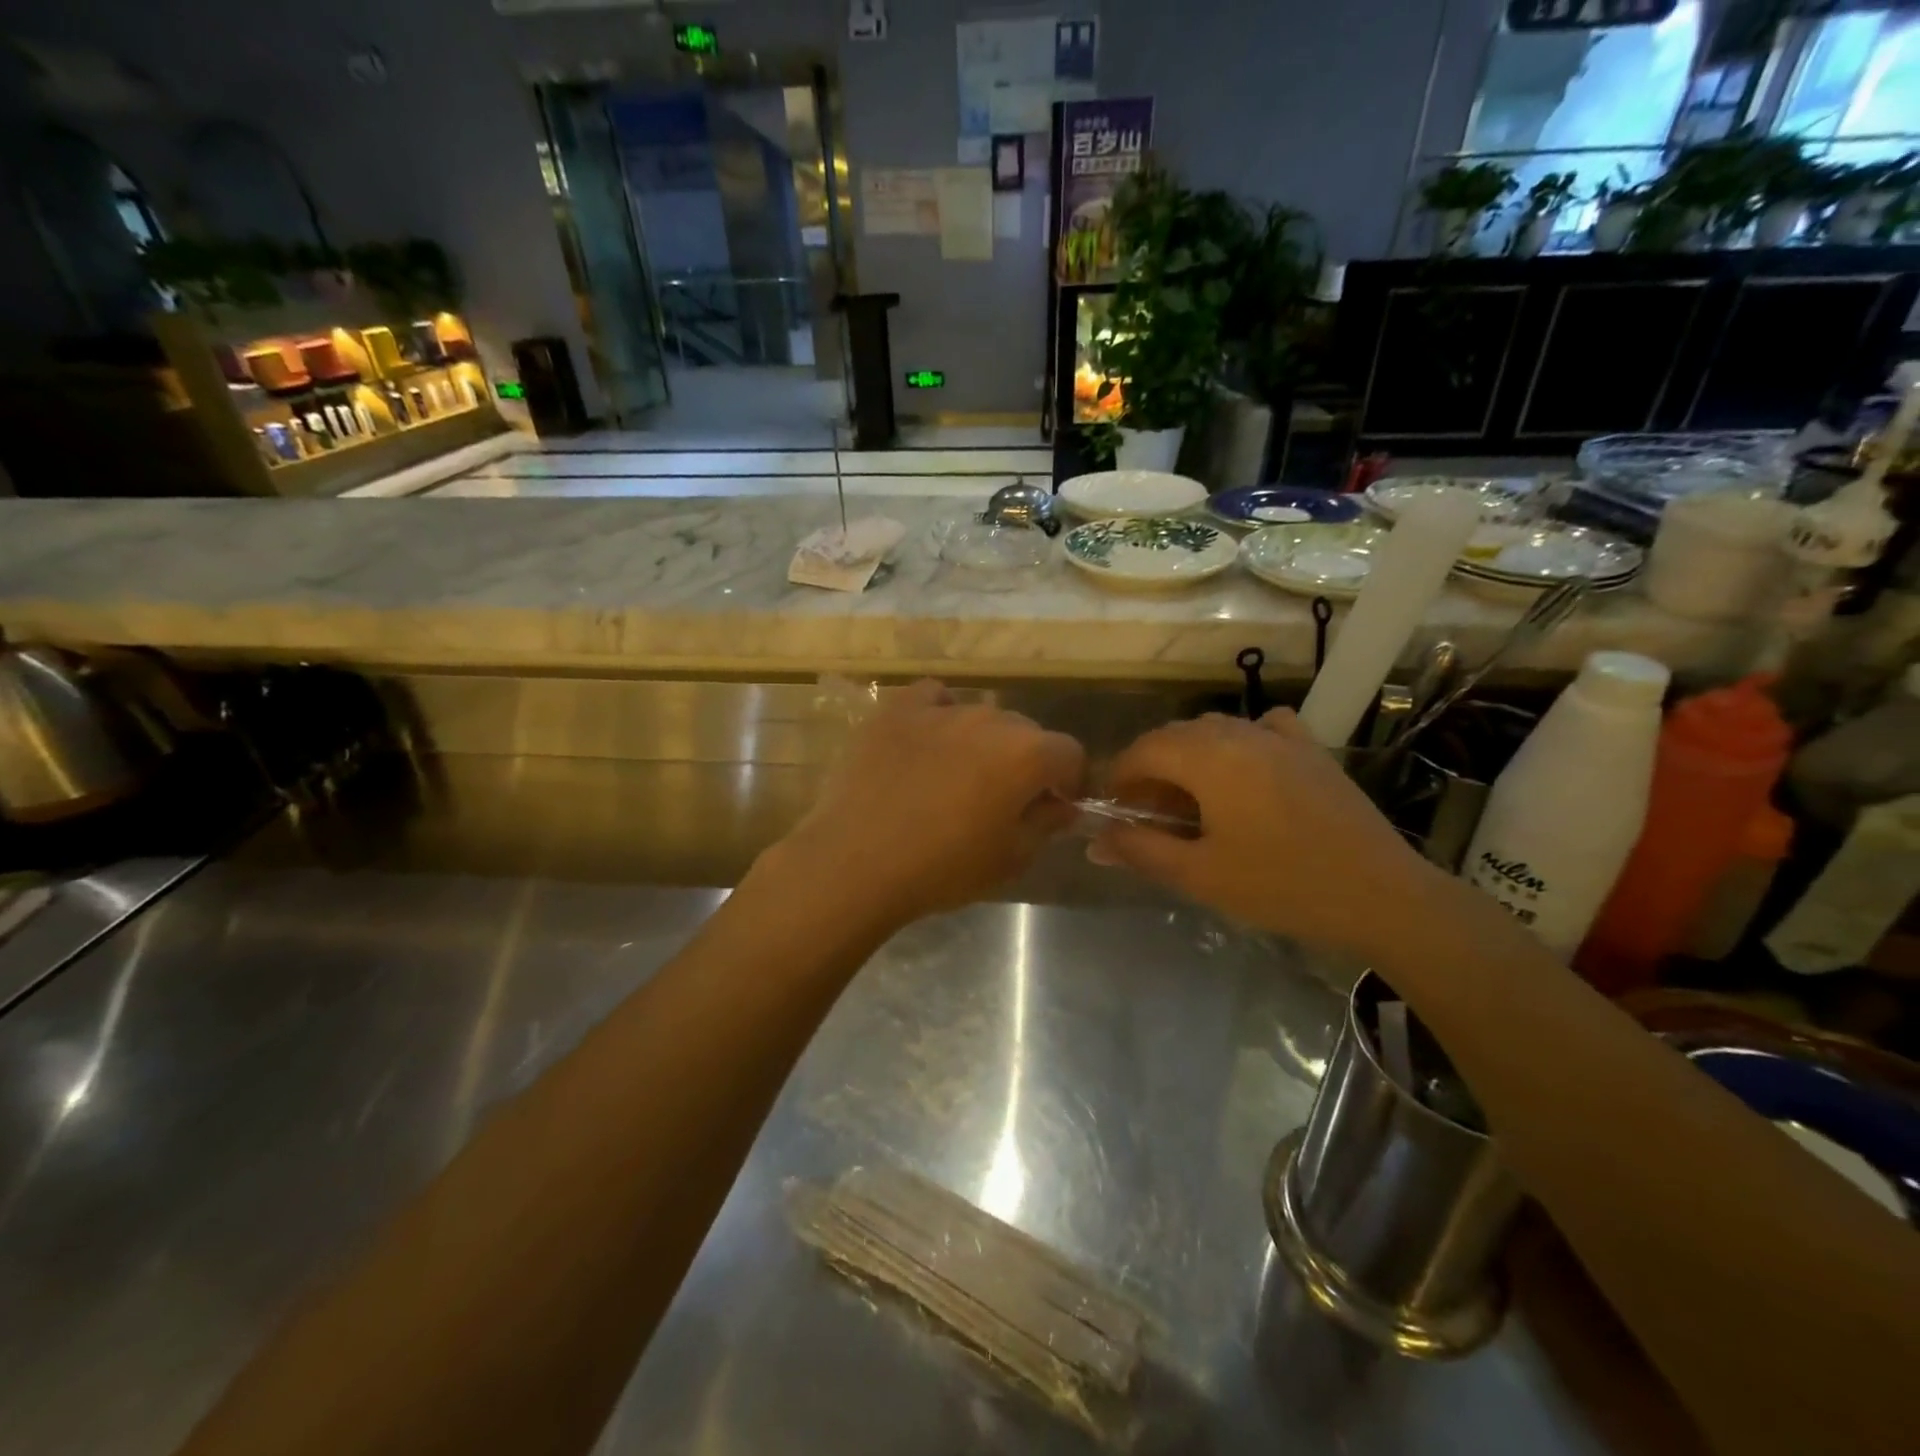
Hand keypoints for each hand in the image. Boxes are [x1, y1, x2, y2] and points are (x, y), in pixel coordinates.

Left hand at [766, 680, 1085, 931]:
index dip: (1069, 781)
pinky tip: (927, 741)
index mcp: (1027, 754)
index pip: (1070, 754)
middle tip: (1003, 798)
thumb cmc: (943, 868)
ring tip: (958, 775)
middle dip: (1026, 762)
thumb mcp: (1011, 859)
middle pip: (1026, 732)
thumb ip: (1047, 824)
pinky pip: (933, 698)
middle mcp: (991, 719)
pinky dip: (939, 714)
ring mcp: (941, 709)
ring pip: (981, 716)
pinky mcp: (897, 709)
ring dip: (983, 741)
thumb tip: (1061, 805)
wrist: (857, 861)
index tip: (1054, 806)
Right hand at [1094, 709, 1443, 955]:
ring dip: (1190, 755)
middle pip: (1176, 735)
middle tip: (1146, 813)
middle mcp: (1240, 734)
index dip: (1119, 776)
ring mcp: (1281, 738)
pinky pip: (1263, 728)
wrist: (1381, 895)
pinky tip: (1245, 770)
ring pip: (1216, 729)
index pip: (1143, 749)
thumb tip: (1096, 841)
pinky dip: (1239, 742)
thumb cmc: (1282, 886)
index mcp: (1209, 759)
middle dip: (1150, 767)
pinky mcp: (1311, 750)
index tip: (1112, 809)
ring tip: (1190, 799)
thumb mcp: (1201, 875)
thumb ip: (1142, 850)